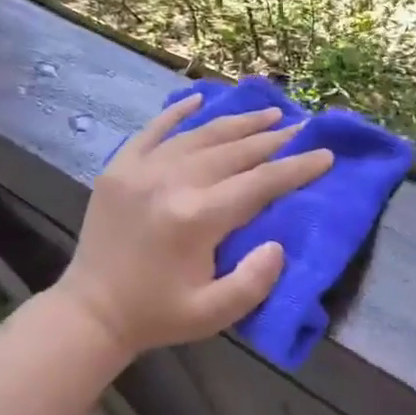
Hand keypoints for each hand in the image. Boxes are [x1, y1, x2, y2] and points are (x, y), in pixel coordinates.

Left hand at [56, 93, 333, 357]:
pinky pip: (153, 130)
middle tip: (302, 127)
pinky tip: (198, 100)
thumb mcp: (213, 314)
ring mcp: (141, 170)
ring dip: (238, 123)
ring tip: (268, 113)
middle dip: (273, 139)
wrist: (90, 312)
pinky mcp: (119, 168)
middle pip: (234, 151)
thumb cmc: (158, 314)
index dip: (296, 168)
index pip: (260, 182)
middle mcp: (171, 182)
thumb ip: (253, 282)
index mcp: (196, 217)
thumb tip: (278, 245)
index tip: (325, 155)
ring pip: (200, 135)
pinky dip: (177, 113)